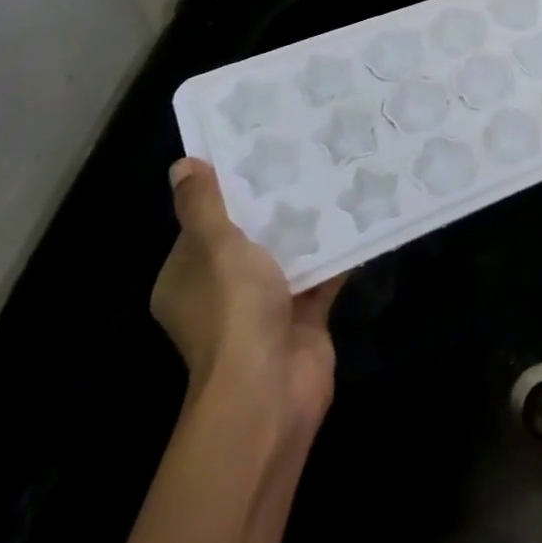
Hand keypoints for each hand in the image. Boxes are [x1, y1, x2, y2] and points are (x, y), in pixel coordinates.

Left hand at [152, 159, 343, 437]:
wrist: (269, 389)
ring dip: (308, 225)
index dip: (225, 191)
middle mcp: (222, 293)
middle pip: (248, 237)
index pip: (202, 225)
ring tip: (334, 174)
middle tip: (303, 155)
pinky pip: (321, 275)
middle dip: (274, 204)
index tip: (255, 153)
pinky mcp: (302, 317)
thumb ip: (204, 206)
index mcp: (188, 279)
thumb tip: (182, 165)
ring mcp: (264, 308)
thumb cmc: (234, 311)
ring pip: (287, 255)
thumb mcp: (215, 247)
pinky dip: (337, 251)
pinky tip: (359, 214)